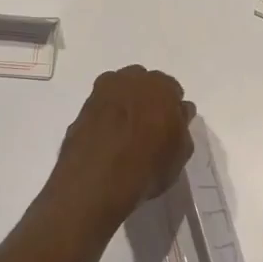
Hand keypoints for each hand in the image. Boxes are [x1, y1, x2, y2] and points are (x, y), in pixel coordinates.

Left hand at [48, 66, 195, 225]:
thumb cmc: (148, 166)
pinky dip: (104, 118)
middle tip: (148, 126)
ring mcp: (101, 93)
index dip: (171, 108)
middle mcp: (130, 80)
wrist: (96, 181)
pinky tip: (107, 140)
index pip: (172, 90)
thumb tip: (179, 112)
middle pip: (142, 84)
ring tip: (125, 133)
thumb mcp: (180, 152)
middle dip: (146, 100)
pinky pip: (100, 109)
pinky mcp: (81, 110)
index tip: (170, 126)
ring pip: (118, 92)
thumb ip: (182, 126)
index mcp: (161, 86)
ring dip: (123, 105)